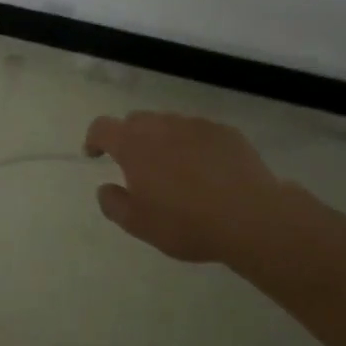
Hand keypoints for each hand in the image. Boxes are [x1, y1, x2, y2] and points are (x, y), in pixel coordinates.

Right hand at [83, 111, 300, 262]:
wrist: (251, 217)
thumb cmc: (186, 223)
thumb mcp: (139, 225)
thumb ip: (113, 204)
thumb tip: (104, 188)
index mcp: (133, 145)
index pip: (102, 127)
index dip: (94, 139)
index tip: (94, 155)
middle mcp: (161, 126)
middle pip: (136, 121)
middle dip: (129, 138)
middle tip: (137, 166)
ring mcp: (195, 125)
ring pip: (169, 124)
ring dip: (163, 140)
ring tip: (175, 169)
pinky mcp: (225, 132)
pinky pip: (200, 132)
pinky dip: (194, 145)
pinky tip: (207, 170)